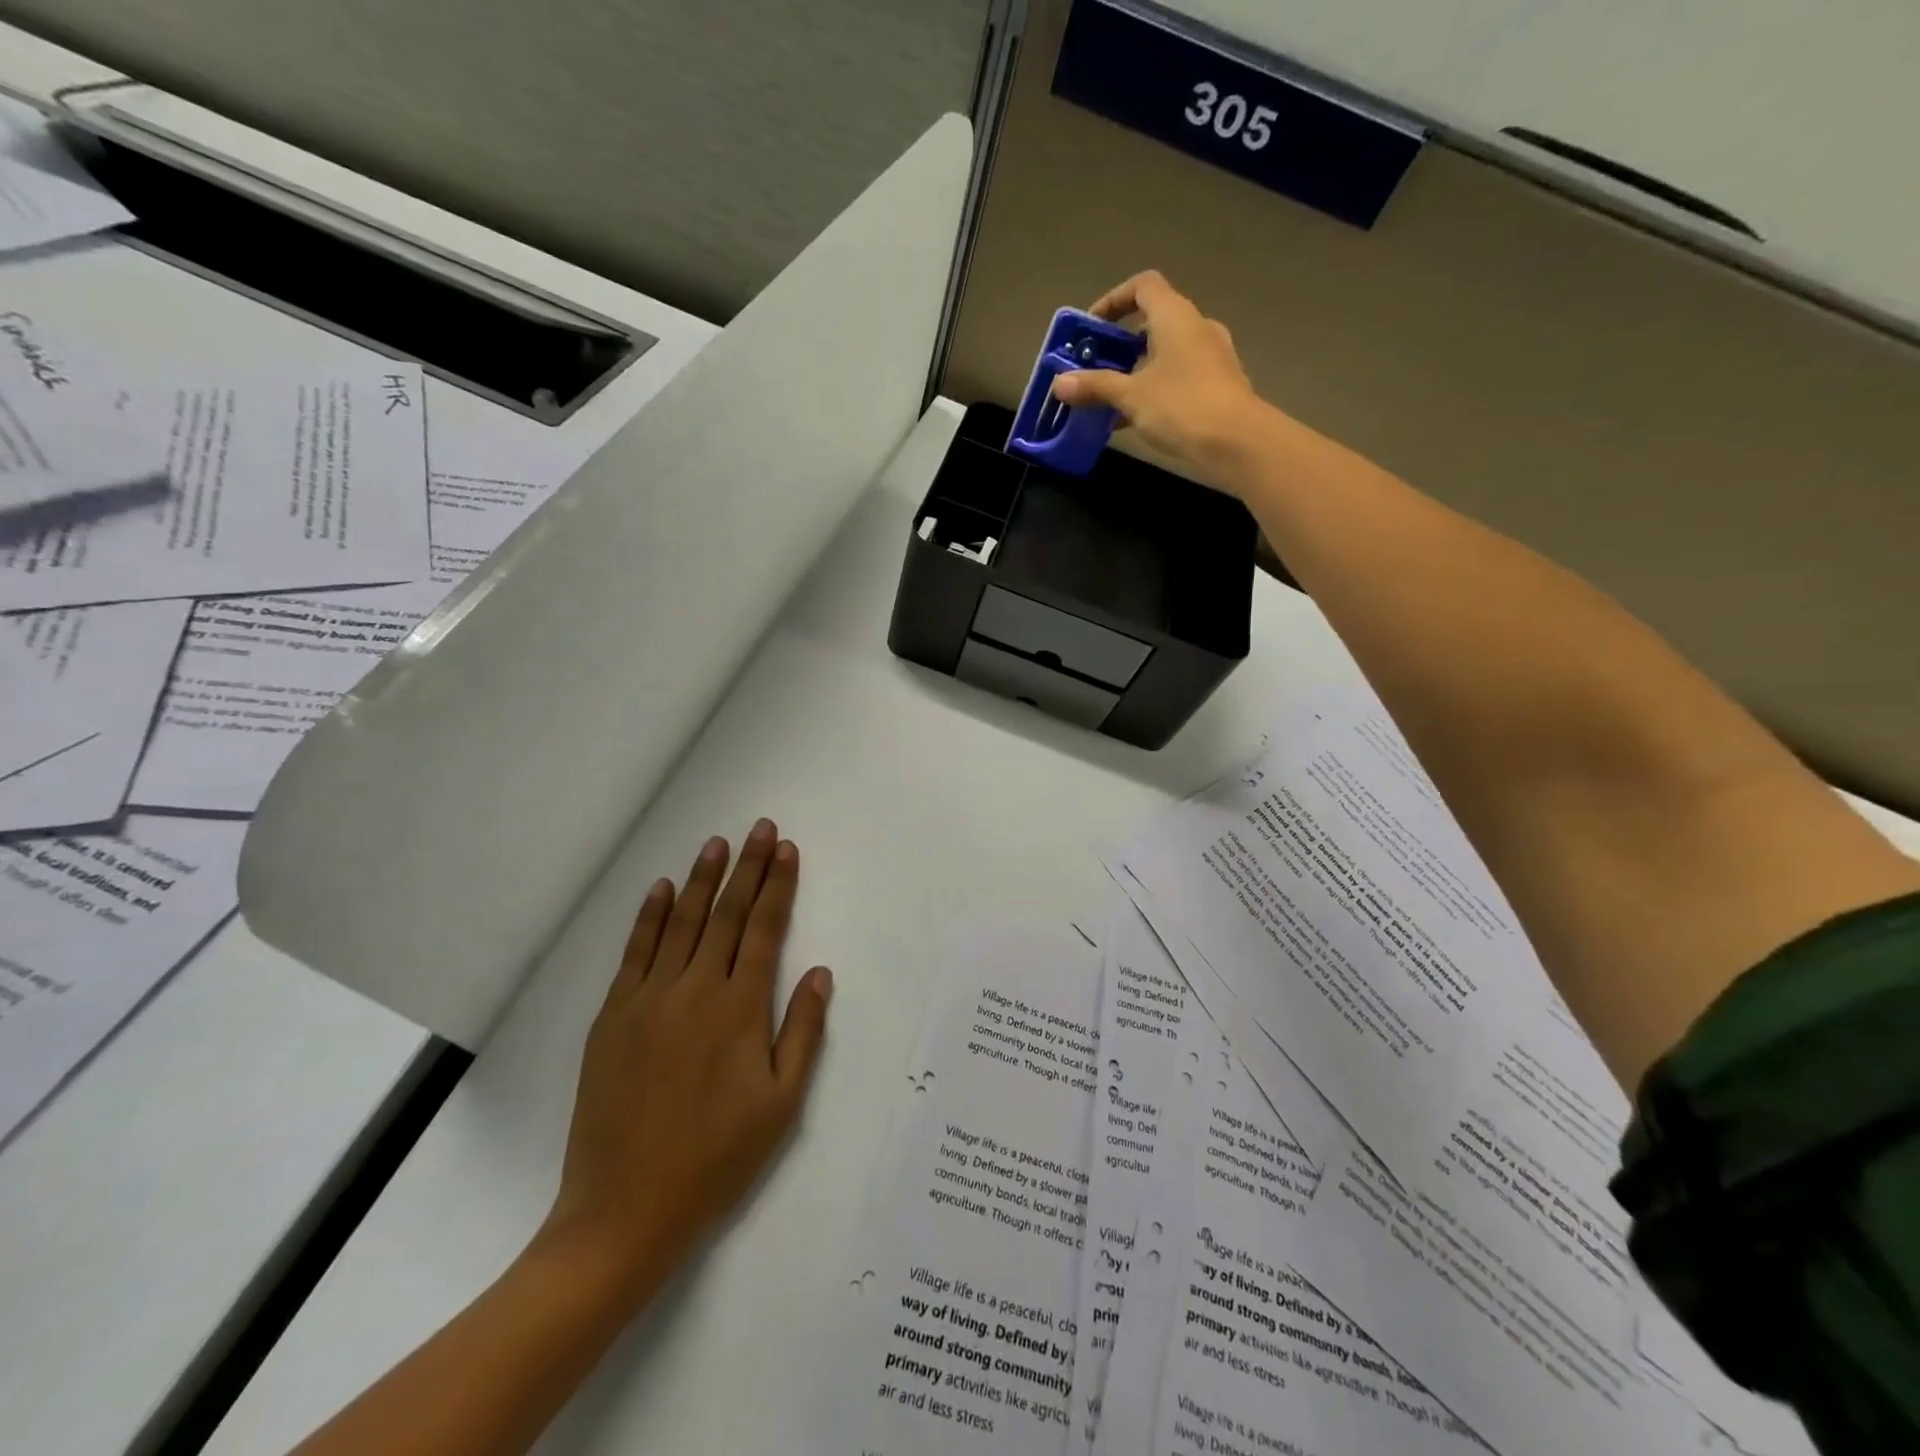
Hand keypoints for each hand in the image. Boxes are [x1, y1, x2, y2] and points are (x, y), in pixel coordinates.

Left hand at [538, 819, 831, 1299]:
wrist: (625, 1210)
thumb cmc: (717, 1159)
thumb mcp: (781, 1103)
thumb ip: (802, 1031)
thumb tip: (819, 972)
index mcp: (739, 1009)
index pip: (765, 929)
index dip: (778, 885)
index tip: (786, 849)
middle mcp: (695, 990)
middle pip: (727, 915)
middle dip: (747, 868)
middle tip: (759, 829)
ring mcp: (649, 999)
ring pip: (682, 923)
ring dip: (702, 880)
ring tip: (717, 844)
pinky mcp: (613, 1016)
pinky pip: (635, 952)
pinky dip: (650, 916)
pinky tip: (662, 889)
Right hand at [1051, 270, 1265, 483]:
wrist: (1236, 442)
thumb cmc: (1181, 406)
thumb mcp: (1131, 396)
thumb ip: (1095, 386)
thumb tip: (1059, 383)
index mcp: (1175, 316)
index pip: (1143, 286)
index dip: (1114, 300)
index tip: (1092, 328)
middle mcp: (1196, 327)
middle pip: (1153, 322)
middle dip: (1121, 344)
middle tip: (1095, 368)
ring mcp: (1210, 356)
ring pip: (1165, 353)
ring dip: (1136, 371)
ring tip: (1110, 399)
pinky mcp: (1217, 385)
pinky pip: (1178, 378)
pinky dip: (1154, 389)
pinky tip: (1134, 419)